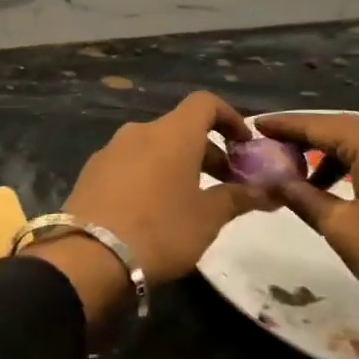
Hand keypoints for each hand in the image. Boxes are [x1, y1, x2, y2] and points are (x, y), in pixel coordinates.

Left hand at [41, 94, 268, 318]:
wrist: (90, 255)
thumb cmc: (161, 229)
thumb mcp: (208, 218)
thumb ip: (238, 199)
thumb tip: (268, 192)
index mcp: (172, 133)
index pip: (204, 103)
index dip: (229, 117)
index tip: (244, 144)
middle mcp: (139, 131)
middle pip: (179, 128)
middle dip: (206, 150)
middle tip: (225, 183)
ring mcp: (110, 149)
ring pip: (153, 146)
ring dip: (177, 164)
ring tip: (190, 200)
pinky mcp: (91, 171)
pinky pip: (130, 163)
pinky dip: (149, 174)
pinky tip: (152, 209)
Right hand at [256, 113, 358, 347]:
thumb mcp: (343, 230)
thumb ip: (305, 199)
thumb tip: (274, 179)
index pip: (320, 125)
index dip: (285, 126)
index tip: (254, 126)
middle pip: (342, 128)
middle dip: (305, 135)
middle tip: (271, 146)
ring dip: (328, 152)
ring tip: (299, 173)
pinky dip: (351, 165)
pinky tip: (338, 190)